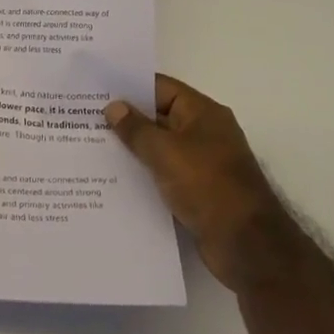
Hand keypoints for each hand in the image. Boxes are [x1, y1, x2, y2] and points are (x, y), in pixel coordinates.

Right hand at [106, 74, 274, 288]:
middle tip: (86, 118)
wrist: (247, 247)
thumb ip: (136, 129)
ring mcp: (202, 163)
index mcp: (202, 112)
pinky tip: (114, 178)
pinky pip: (164, 172)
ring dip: (133, 148)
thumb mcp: (165, 152)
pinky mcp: (198, 190)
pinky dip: (144, 173)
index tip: (95, 89)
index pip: (160, 87)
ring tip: (92, 146)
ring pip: (159, 147)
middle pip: (158, 116)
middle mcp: (204, 132)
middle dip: (126, 118)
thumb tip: (113, 107)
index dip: (128, 87)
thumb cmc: (208, 186)